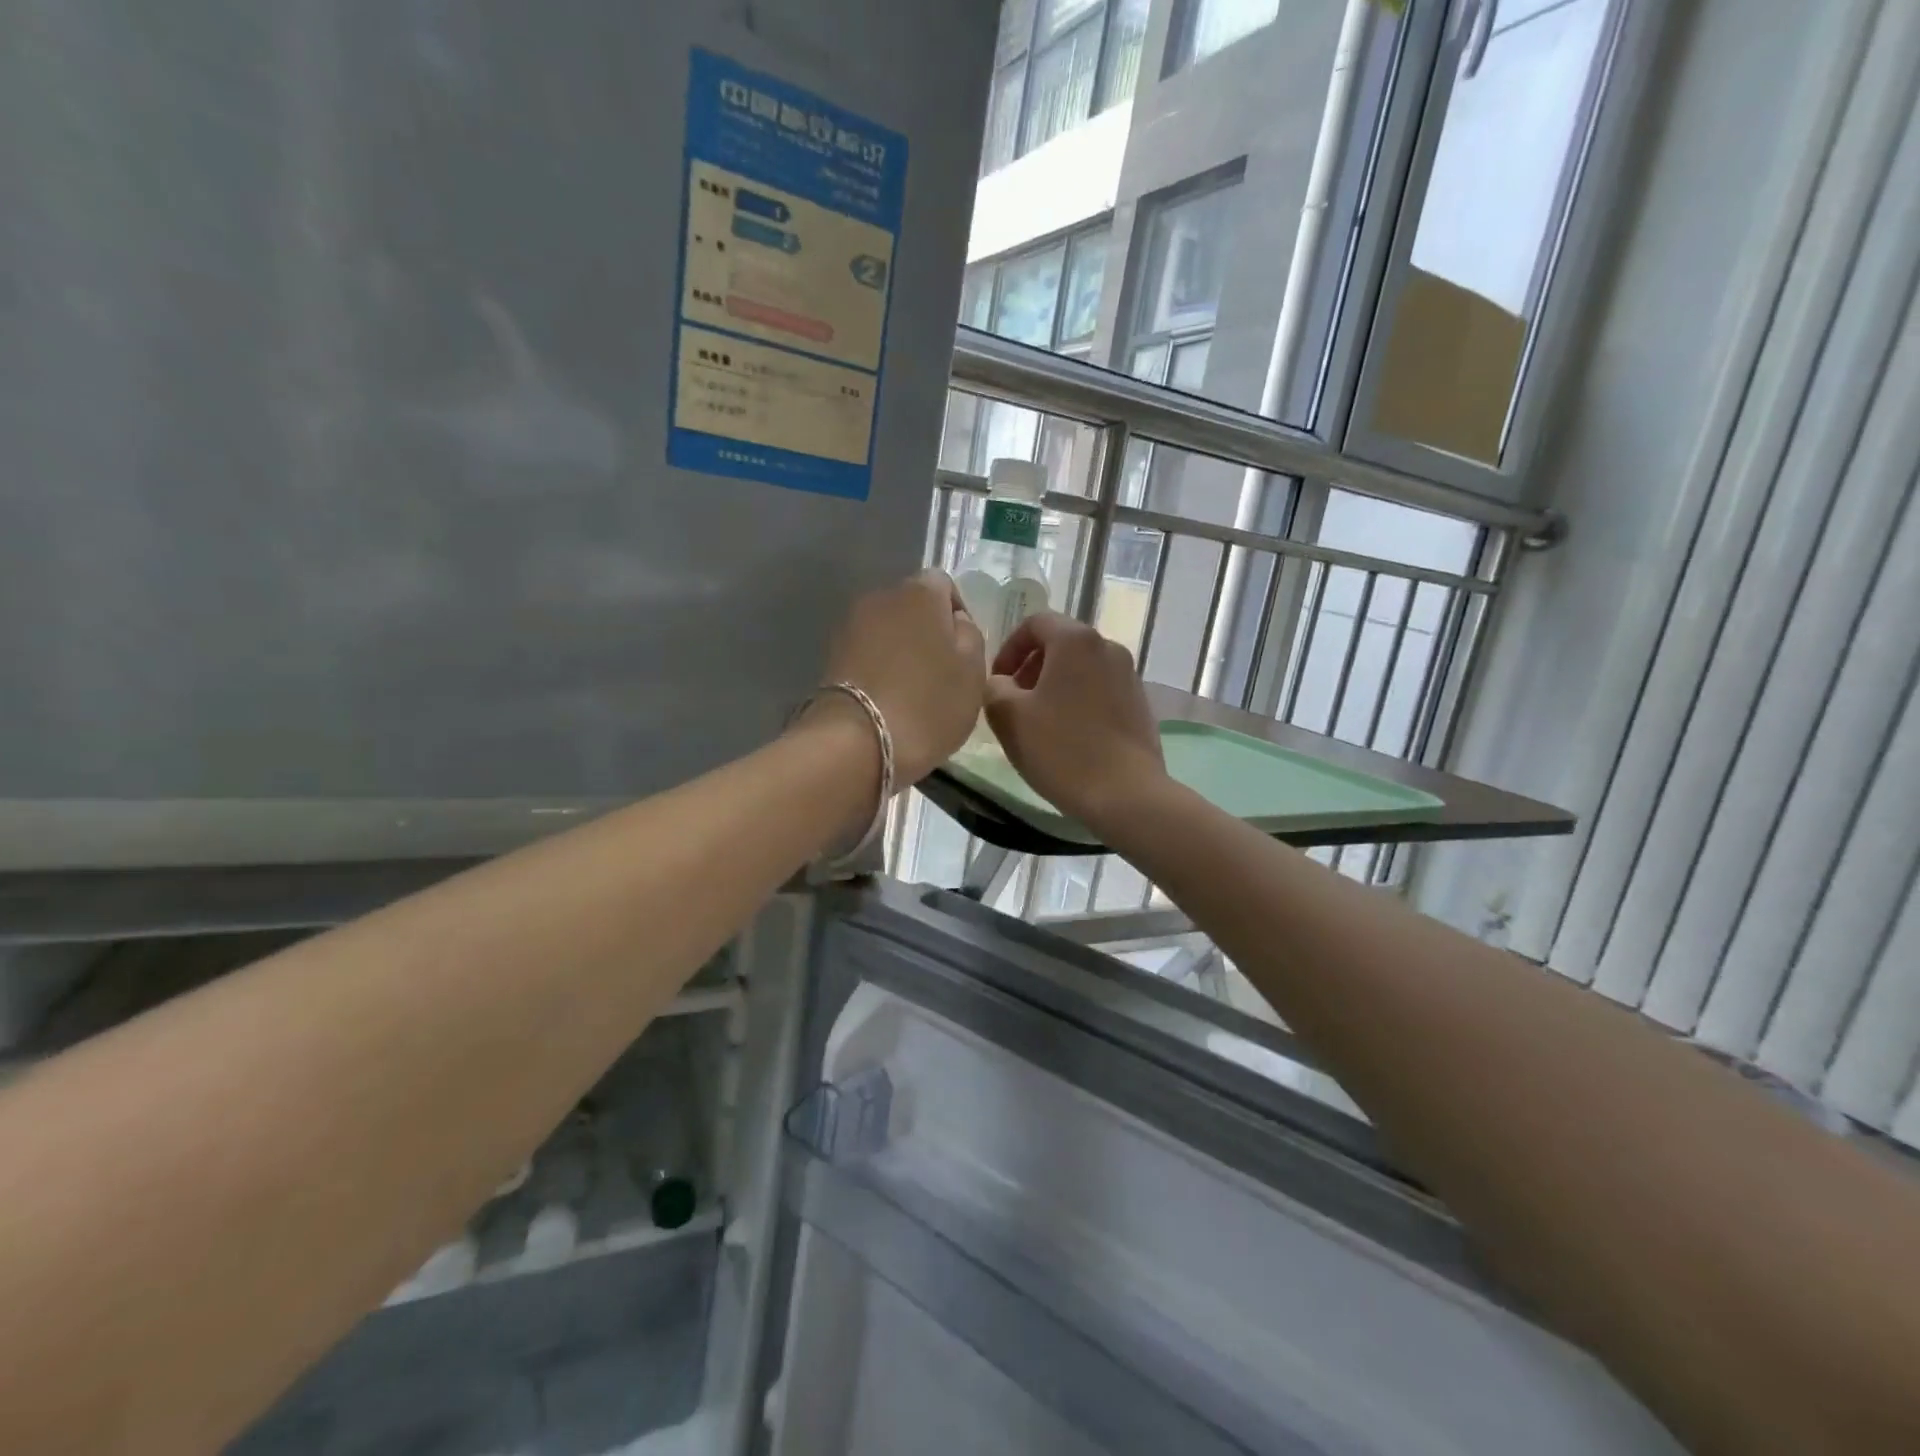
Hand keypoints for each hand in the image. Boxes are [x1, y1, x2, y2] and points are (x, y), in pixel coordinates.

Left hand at [817, 570, 985, 783]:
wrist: (857, 742)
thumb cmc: (928, 703)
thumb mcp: (973, 672)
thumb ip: (970, 635)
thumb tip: (955, 621)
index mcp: (920, 592)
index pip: (944, 585)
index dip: (958, 614)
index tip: (964, 651)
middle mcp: (881, 597)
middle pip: (912, 607)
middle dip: (927, 632)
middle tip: (941, 673)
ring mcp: (850, 626)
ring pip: (887, 631)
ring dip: (901, 651)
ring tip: (913, 691)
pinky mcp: (831, 656)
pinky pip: (867, 654)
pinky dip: (879, 669)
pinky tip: (888, 700)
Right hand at [984, 613, 1166, 833]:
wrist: (1126, 794)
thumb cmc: (1061, 750)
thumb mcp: (1008, 717)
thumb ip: (993, 688)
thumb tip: (1000, 682)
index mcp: (1075, 641)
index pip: (1034, 624)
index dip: (1009, 649)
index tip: (997, 682)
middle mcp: (1108, 647)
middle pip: (1061, 644)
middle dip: (1031, 668)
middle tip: (1014, 703)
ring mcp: (1130, 676)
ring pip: (1082, 669)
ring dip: (1055, 686)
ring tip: (1040, 723)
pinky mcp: (1140, 704)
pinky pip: (1100, 690)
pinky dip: (1079, 701)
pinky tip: (1069, 737)